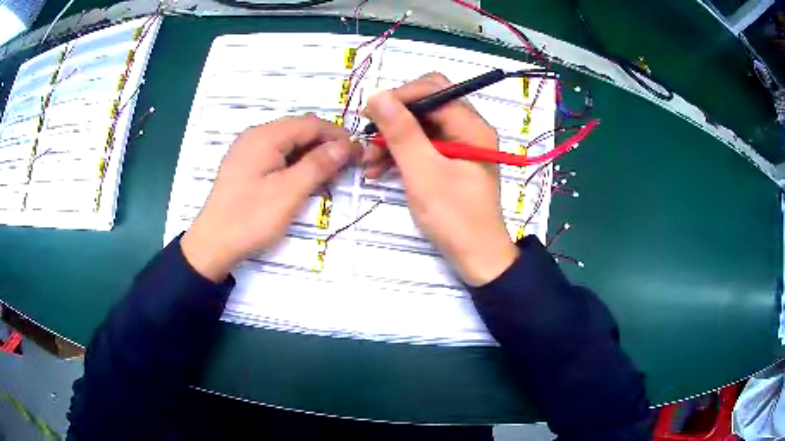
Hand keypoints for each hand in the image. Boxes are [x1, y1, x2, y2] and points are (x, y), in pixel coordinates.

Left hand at [181, 114, 357, 281]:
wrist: (212, 244)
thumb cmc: (250, 218)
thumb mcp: (289, 192)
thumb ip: (319, 164)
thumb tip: (346, 144)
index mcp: (265, 136)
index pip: (311, 124)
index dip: (338, 135)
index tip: (358, 153)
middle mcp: (255, 135)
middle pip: (298, 129)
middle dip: (325, 143)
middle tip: (345, 166)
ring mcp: (247, 149)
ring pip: (287, 142)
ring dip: (310, 153)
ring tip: (327, 174)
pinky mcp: (244, 164)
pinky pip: (275, 153)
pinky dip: (294, 161)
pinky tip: (301, 177)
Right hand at [364, 73, 519, 285]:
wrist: (477, 258)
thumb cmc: (455, 218)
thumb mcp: (424, 173)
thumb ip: (402, 133)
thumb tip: (378, 96)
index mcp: (471, 126)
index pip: (433, 89)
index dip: (399, 96)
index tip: (369, 113)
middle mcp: (468, 128)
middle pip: (426, 105)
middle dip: (394, 119)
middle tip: (367, 137)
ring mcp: (459, 145)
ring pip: (420, 126)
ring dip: (392, 139)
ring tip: (368, 163)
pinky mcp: (450, 161)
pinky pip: (422, 146)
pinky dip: (400, 154)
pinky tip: (378, 170)